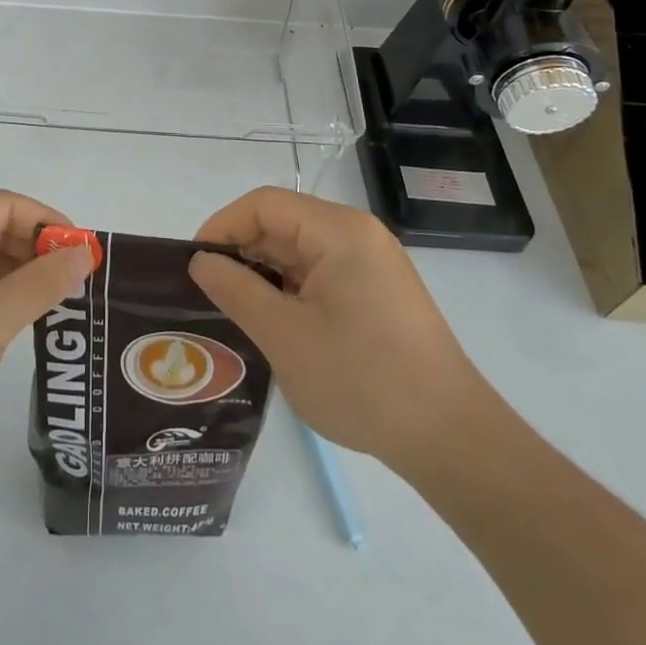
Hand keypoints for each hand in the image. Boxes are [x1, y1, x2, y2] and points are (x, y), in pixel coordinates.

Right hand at [188, 188, 487, 475]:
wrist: (451, 440)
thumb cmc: (362, 380)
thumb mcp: (285, 336)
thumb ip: (236, 290)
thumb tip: (201, 261)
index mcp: (340, 232)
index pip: (265, 204)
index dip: (223, 226)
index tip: (194, 264)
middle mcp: (358, 236)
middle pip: (283, 224)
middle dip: (241, 252)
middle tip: (207, 293)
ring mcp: (371, 265)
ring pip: (300, 252)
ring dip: (264, 275)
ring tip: (233, 311)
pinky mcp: (377, 293)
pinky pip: (320, 275)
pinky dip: (290, 291)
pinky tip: (273, 324)